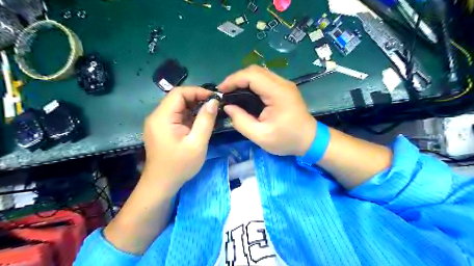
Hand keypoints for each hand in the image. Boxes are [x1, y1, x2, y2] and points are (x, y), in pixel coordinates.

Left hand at [141, 86, 219, 195]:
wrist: (161, 184)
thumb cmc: (179, 166)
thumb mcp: (197, 143)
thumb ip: (206, 121)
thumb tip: (214, 101)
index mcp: (162, 117)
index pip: (179, 93)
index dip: (197, 91)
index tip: (214, 98)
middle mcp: (157, 116)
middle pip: (178, 98)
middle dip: (197, 99)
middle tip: (214, 106)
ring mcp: (158, 123)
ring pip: (178, 107)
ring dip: (194, 108)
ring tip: (210, 114)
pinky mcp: (162, 129)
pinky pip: (177, 116)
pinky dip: (189, 116)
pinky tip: (200, 123)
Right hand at [220, 65, 315, 155]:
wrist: (310, 140)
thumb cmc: (287, 140)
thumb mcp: (261, 136)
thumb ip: (241, 122)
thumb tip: (228, 107)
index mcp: (278, 93)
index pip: (252, 75)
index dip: (233, 79)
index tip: (221, 91)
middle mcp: (282, 83)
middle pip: (255, 70)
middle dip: (236, 79)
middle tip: (225, 93)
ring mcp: (284, 84)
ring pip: (259, 73)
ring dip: (244, 80)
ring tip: (232, 93)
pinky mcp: (284, 88)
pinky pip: (264, 79)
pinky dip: (251, 83)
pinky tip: (245, 94)